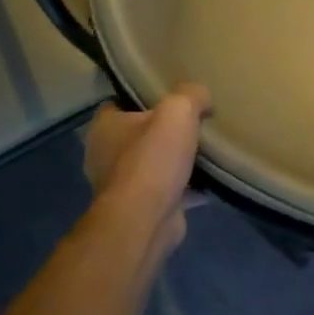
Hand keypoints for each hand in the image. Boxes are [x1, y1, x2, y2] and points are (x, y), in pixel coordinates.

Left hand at [83, 84, 210, 252]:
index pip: (118, 103)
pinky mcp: (140, 209)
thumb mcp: (178, 111)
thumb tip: (202, 96)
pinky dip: (185, 186)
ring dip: (173, 161)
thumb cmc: (152, 159)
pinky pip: (166, 190)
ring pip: (152, 164)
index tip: (168, 94)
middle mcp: (105, 155)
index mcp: (104, 127)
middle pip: (138, 134)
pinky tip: (209, 180)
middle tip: (193, 121)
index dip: (141, 97)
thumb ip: (191, 95)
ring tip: (204, 150)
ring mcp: (121, 185)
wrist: (146, 220)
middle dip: (162, 131)